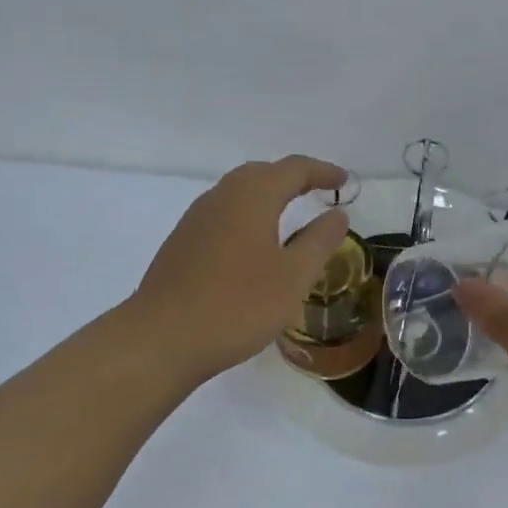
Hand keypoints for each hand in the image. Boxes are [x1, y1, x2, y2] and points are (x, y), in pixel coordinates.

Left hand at [131, 155, 350, 382]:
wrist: (162, 338)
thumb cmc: (238, 305)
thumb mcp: (293, 276)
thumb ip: (319, 241)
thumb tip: (338, 214)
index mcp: (252, 196)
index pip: (293, 169)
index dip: (322, 172)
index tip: (344, 181)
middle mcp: (221, 197)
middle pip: (262, 173)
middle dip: (293, 178)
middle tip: (318, 191)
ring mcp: (196, 219)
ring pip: (238, 193)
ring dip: (267, 195)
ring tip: (289, 213)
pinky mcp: (182, 243)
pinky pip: (222, 214)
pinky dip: (247, 216)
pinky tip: (253, 244)